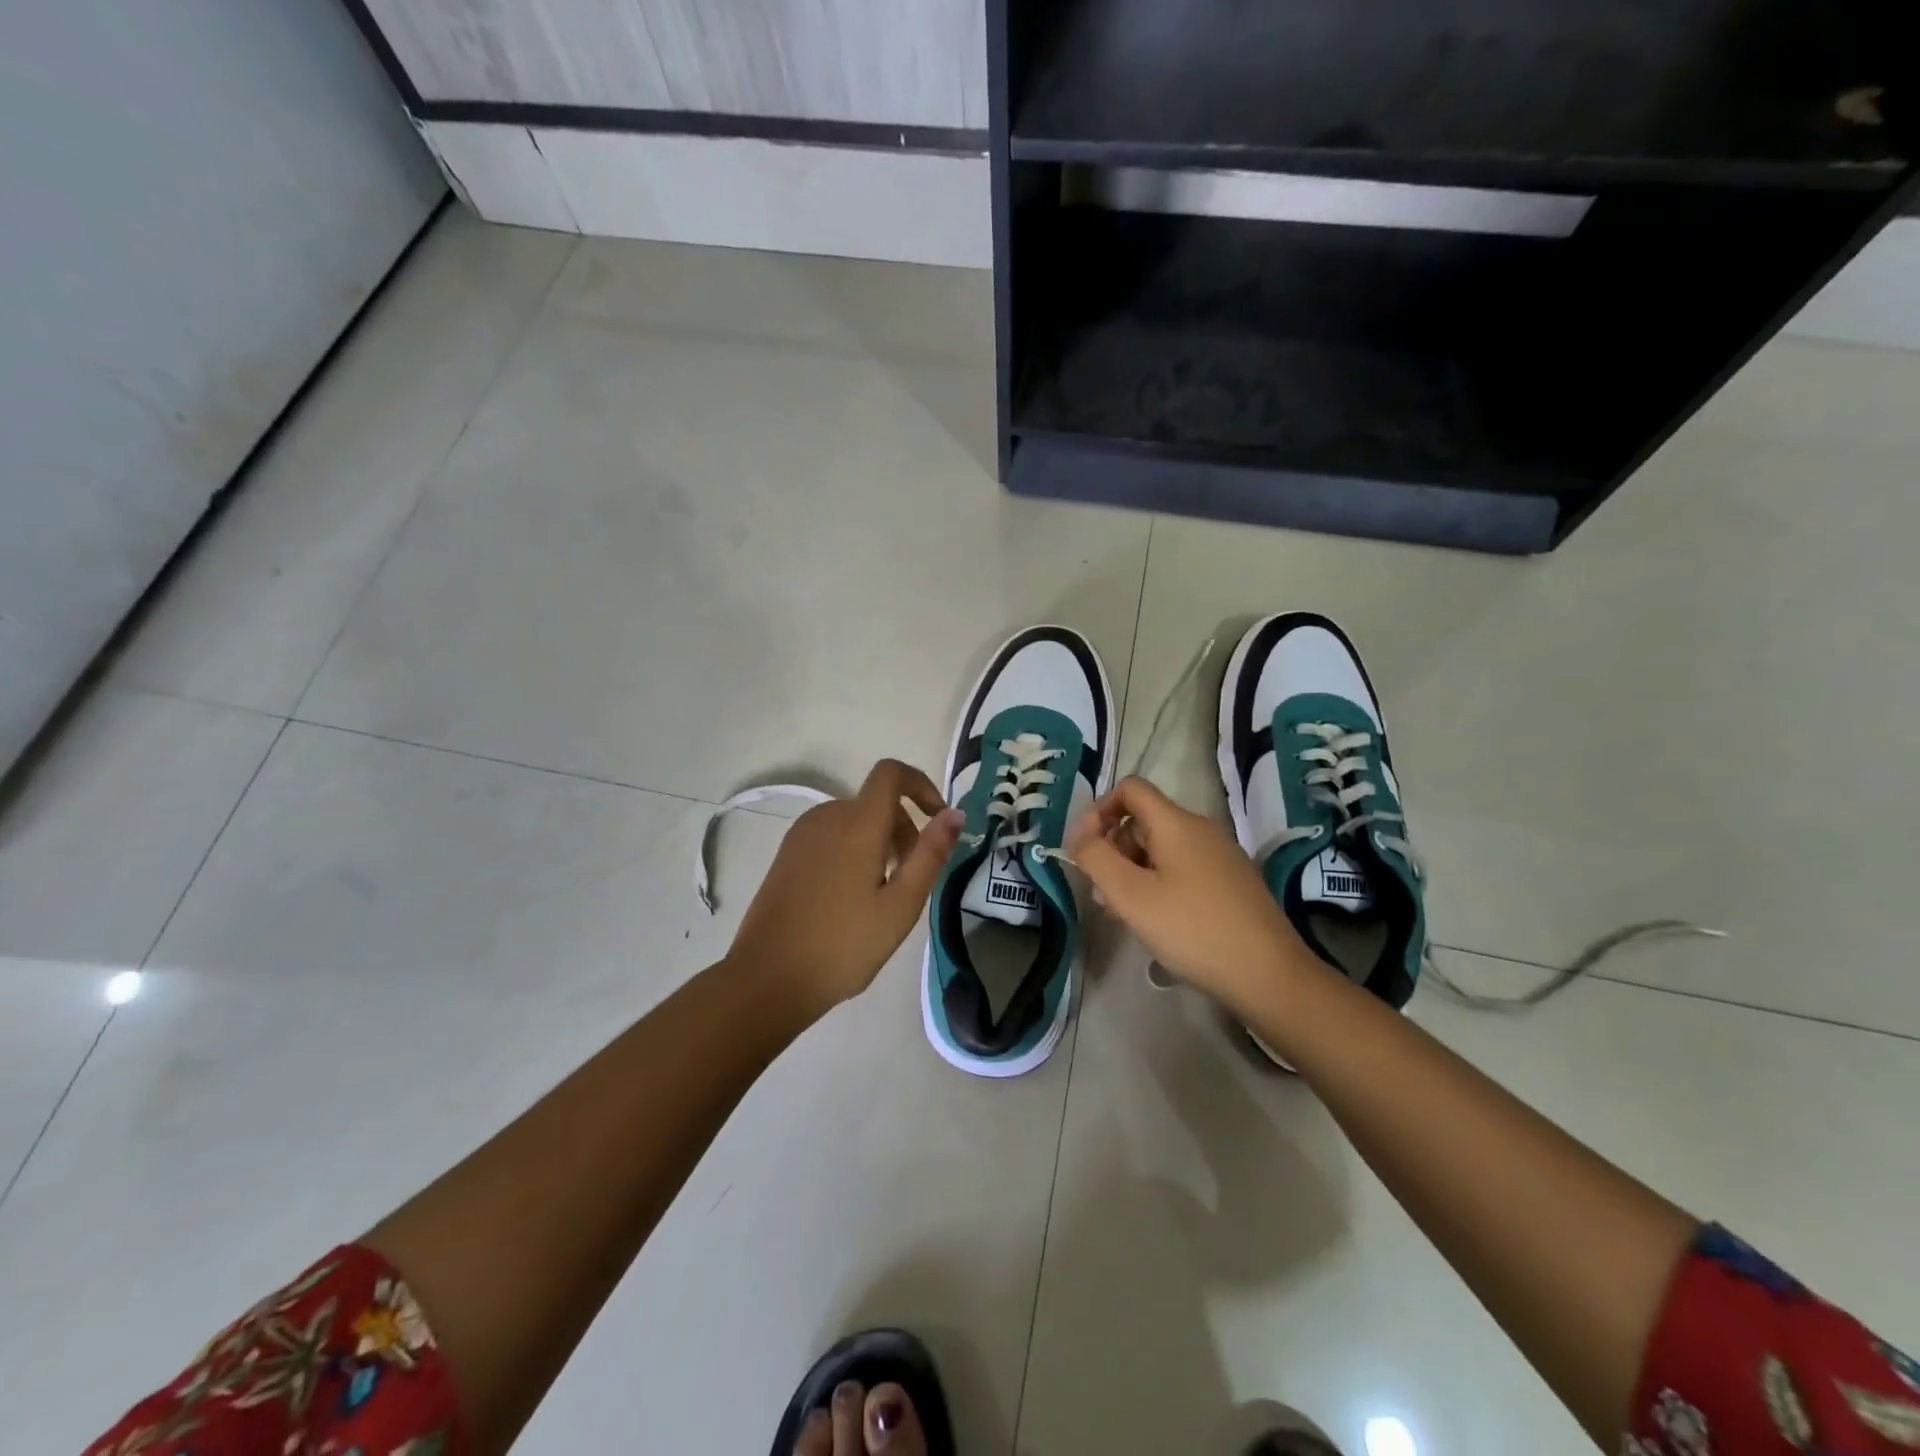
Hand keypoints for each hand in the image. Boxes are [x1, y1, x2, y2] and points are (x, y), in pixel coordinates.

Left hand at [727, 759, 963, 1019]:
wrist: (767, 978)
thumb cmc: (843, 945)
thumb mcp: (900, 905)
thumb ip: (930, 854)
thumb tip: (955, 814)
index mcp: (856, 823)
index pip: (891, 773)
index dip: (921, 785)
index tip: (939, 820)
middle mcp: (826, 816)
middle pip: (876, 802)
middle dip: (905, 828)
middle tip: (913, 878)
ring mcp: (801, 835)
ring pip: (854, 820)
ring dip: (880, 842)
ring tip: (884, 894)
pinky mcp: (786, 855)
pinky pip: (832, 836)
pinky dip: (854, 850)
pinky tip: (852, 898)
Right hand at [1065, 776, 1313, 1013]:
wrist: (1270, 975)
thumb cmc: (1193, 930)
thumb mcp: (1131, 895)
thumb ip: (1096, 858)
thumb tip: (1080, 836)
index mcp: (1176, 823)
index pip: (1130, 789)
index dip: (1099, 810)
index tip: (1085, 849)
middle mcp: (1201, 830)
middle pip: (1143, 821)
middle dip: (1113, 849)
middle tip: (1101, 893)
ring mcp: (1220, 856)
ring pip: (1161, 849)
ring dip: (1132, 872)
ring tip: (1123, 914)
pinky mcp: (1231, 883)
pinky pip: (1182, 869)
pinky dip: (1158, 884)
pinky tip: (1156, 922)